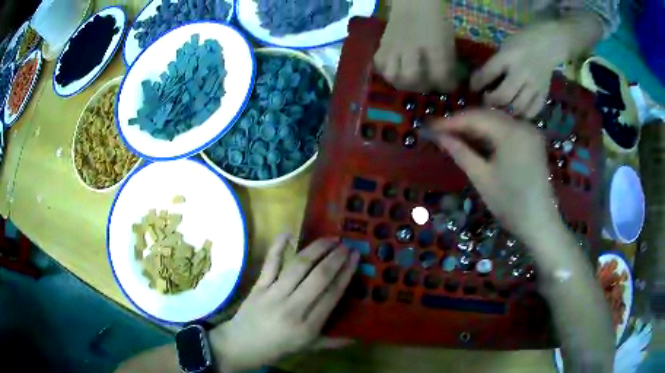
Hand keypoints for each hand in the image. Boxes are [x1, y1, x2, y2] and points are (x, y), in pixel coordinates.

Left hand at [210, 234, 358, 371]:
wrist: (241, 345)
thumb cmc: (277, 348)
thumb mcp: (307, 348)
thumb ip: (332, 342)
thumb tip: (356, 337)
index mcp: (308, 325)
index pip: (333, 294)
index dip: (346, 273)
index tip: (356, 257)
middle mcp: (293, 307)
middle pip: (319, 277)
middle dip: (336, 257)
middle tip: (347, 245)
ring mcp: (274, 294)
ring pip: (298, 266)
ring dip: (316, 249)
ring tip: (330, 239)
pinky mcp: (259, 286)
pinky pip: (270, 263)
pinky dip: (278, 246)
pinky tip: (288, 232)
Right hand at [374, 0, 456, 91]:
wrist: (414, 3)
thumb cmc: (436, 21)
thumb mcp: (449, 40)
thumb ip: (448, 61)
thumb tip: (449, 80)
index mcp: (435, 46)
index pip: (440, 75)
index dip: (446, 85)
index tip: (448, 86)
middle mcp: (413, 49)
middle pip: (411, 78)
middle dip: (421, 87)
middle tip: (426, 84)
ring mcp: (395, 47)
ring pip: (392, 75)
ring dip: (402, 82)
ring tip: (409, 80)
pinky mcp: (383, 46)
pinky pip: (379, 64)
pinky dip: (387, 71)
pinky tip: (395, 69)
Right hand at [427, 109, 559, 246]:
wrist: (540, 223)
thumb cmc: (510, 204)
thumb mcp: (482, 178)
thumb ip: (460, 152)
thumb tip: (438, 136)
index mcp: (511, 132)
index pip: (476, 117)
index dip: (452, 121)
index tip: (431, 127)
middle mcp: (522, 124)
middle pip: (487, 115)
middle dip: (463, 122)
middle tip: (441, 132)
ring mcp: (530, 131)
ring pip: (497, 120)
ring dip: (476, 127)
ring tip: (456, 137)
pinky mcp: (532, 140)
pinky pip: (507, 129)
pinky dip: (491, 133)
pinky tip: (478, 141)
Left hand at [470, 22, 571, 117]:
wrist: (548, 44)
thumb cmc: (522, 42)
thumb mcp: (505, 46)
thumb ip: (497, 63)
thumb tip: (482, 81)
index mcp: (509, 57)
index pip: (489, 73)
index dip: (477, 83)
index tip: (473, 88)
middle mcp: (522, 72)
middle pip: (504, 95)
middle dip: (491, 102)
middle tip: (486, 101)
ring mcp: (535, 85)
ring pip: (519, 106)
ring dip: (506, 111)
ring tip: (500, 109)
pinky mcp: (544, 93)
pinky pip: (533, 110)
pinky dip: (524, 115)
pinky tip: (517, 113)